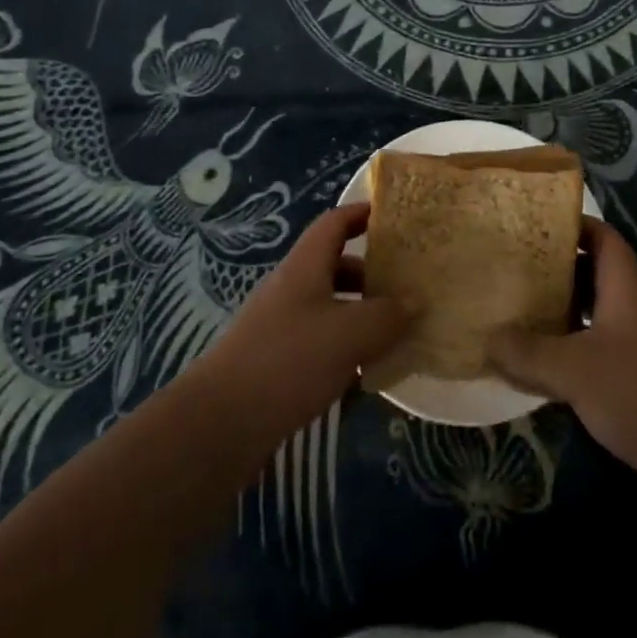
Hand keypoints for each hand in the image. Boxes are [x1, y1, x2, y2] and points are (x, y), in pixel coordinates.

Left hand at [193, 203, 409, 439]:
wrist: (221, 424)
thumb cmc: (289, 361)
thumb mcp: (349, 333)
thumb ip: (387, 315)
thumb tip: (415, 301)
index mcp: (305, 266)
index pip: (334, 223)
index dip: (362, 213)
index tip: (394, 216)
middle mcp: (291, 288)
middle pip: (334, 265)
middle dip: (370, 272)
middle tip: (407, 284)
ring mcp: (281, 326)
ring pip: (329, 306)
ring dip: (361, 313)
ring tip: (396, 330)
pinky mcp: (277, 362)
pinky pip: (320, 341)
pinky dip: (346, 347)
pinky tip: (367, 371)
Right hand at [489, 218, 636, 496]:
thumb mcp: (574, 370)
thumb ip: (528, 353)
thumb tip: (486, 338)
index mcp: (626, 288)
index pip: (603, 238)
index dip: (573, 225)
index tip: (534, 224)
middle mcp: (635, 308)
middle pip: (595, 274)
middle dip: (556, 270)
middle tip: (514, 270)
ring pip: (596, 314)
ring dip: (562, 312)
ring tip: (519, 312)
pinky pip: (599, 349)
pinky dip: (572, 350)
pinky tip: (542, 365)